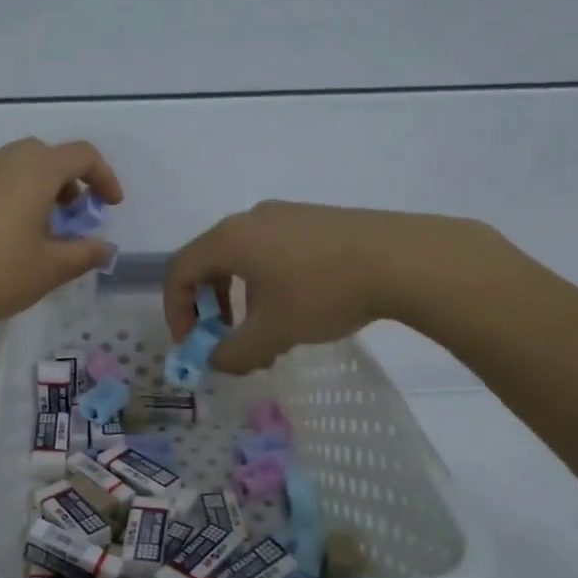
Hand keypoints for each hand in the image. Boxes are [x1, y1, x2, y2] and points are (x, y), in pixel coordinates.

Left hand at [0, 139, 122, 352]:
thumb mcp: (52, 268)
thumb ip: (86, 253)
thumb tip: (105, 248)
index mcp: (34, 171)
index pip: (82, 155)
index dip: (105, 177)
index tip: (111, 206)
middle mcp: (4, 162)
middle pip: (48, 155)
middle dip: (71, 180)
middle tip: (76, 215)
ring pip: (19, 166)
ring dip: (42, 187)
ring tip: (45, 229)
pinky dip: (15, 195)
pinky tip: (10, 236)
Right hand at [163, 202, 510, 373]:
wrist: (401, 259)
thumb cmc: (323, 292)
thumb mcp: (273, 332)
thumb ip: (234, 352)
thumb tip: (217, 361)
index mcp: (230, 239)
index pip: (179, 271)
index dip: (176, 312)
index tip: (194, 345)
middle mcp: (250, 220)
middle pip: (210, 263)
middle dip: (210, 309)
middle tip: (225, 341)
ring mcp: (285, 216)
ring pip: (244, 260)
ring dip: (241, 302)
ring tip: (266, 337)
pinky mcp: (314, 221)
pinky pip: (273, 252)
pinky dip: (267, 286)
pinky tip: (297, 312)